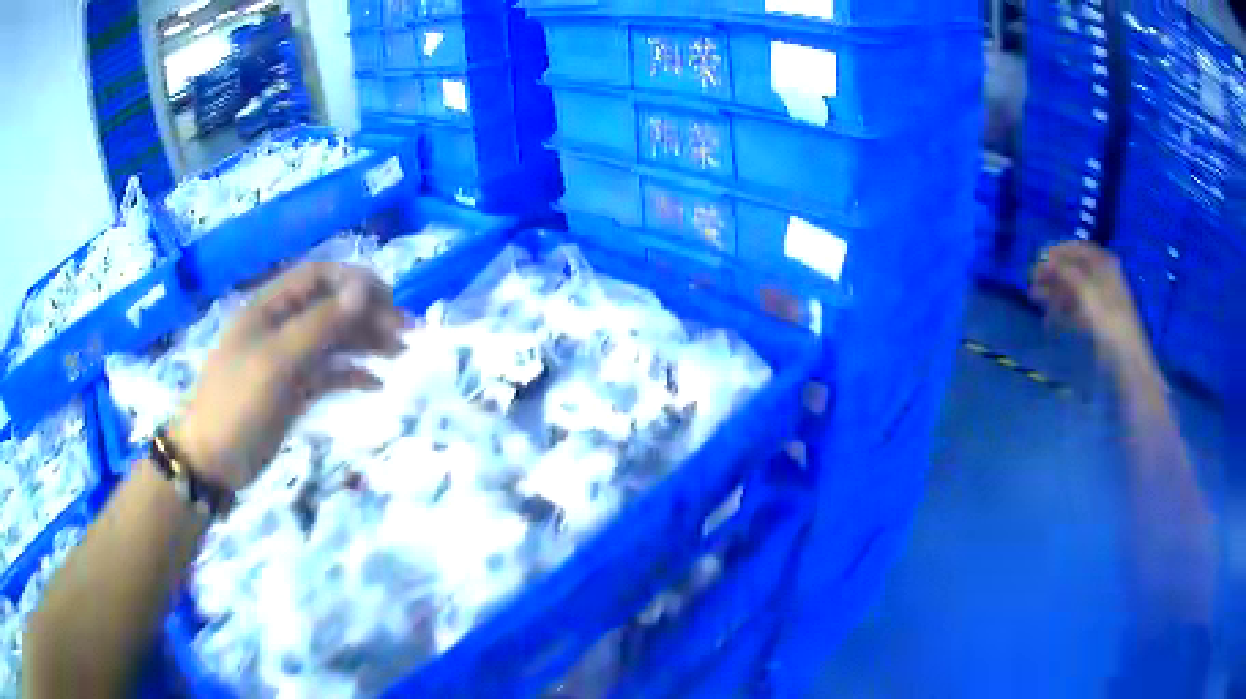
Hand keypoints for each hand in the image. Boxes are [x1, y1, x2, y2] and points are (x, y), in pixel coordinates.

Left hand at [169, 263, 407, 490]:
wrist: (212, 461)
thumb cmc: (237, 404)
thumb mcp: (275, 362)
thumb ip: (319, 325)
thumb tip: (362, 289)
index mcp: (270, 308)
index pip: (319, 276)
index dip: (354, 281)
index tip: (391, 299)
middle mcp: (281, 326)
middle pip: (331, 307)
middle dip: (368, 314)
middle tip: (405, 333)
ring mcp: (288, 360)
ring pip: (334, 340)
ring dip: (366, 342)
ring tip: (400, 355)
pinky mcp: (293, 390)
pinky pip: (329, 373)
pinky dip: (353, 374)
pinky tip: (376, 384)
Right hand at [1031, 242, 1153, 370]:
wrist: (1126, 361)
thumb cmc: (1109, 320)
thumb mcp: (1087, 290)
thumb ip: (1066, 271)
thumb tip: (1045, 258)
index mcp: (1103, 264)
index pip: (1077, 249)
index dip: (1057, 251)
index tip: (1037, 259)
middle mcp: (1102, 278)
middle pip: (1073, 270)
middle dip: (1052, 274)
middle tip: (1031, 281)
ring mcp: (1099, 301)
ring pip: (1072, 291)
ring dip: (1053, 294)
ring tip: (1033, 299)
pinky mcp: (1096, 323)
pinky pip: (1075, 311)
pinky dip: (1061, 313)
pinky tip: (1048, 321)